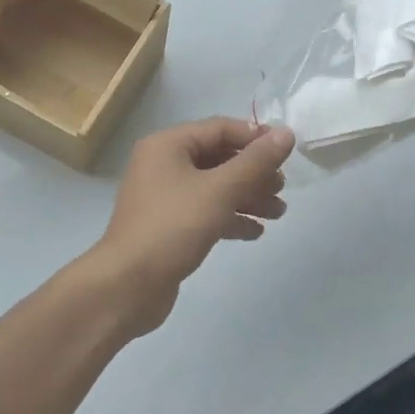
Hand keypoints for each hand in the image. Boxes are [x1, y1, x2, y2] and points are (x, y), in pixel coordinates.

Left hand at [85, 118, 294, 335]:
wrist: (128, 285)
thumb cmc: (173, 227)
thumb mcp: (220, 190)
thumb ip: (255, 162)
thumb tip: (286, 134)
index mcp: (168, 145)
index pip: (219, 128)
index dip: (254, 137)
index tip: (286, 152)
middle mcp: (163, 165)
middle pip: (218, 158)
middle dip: (253, 172)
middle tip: (282, 188)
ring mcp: (164, 197)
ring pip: (214, 187)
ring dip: (247, 197)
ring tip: (278, 212)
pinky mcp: (168, 226)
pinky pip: (205, 212)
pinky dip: (230, 218)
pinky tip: (256, 232)